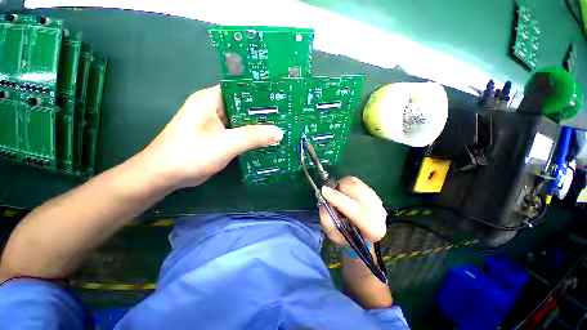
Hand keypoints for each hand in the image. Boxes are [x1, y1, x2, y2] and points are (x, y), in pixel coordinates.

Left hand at [136, 85, 283, 188]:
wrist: (165, 176)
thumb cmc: (190, 155)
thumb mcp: (224, 144)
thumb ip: (252, 137)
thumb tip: (280, 132)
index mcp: (211, 99)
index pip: (242, 89)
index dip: (262, 93)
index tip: (282, 100)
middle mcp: (215, 108)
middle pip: (245, 106)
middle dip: (264, 112)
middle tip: (286, 116)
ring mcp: (217, 124)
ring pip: (244, 121)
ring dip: (260, 126)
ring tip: (281, 127)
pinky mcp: (220, 137)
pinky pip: (240, 133)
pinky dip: (252, 137)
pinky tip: (267, 140)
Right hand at [319, 176, 386, 246]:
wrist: (360, 233)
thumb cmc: (347, 236)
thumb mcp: (334, 235)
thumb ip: (328, 222)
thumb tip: (324, 205)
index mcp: (373, 229)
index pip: (359, 213)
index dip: (340, 200)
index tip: (324, 192)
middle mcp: (379, 213)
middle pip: (359, 192)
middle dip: (340, 189)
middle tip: (327, 192)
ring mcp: (377, 199)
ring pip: (356, 184)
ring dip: (341, 186)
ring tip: (335, 195)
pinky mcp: (371, 191)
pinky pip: (355, 181)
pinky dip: (344, 183)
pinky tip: (342, 192)